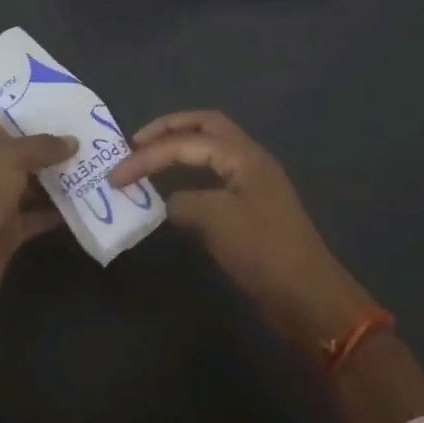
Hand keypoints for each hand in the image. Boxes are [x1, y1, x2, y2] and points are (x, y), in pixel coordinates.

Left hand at [0, 120, 76, 311]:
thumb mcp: (7, 160)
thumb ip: (41, 146)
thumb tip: (72, 141)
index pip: (7, 123)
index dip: (35, 115)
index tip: (71, 109)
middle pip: (26, 155)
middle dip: (56, 148)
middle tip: (95, 137)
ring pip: (36, 186)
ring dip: (63, 179)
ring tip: (99, 165)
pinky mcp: (11, 233)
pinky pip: (40, 216)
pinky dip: (61, 211)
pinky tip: (90, 200)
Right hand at [108, 111, 376, 354]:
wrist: (307, 296)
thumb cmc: (262, 252)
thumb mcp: (216, 222)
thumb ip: (185, 202)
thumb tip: (173, 202)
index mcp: (243, 155)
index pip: (186, 141)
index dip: (148, 155)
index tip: (116, 175)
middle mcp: (250, 159)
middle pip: (205, 126)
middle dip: (169, 129)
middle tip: (136, 142)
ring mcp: (254, 182)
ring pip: (212, 148)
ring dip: (181, 147)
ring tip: (150, 159)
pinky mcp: (253, 206)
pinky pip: (216, 173)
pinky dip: (192, 173)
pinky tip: (175, 190)